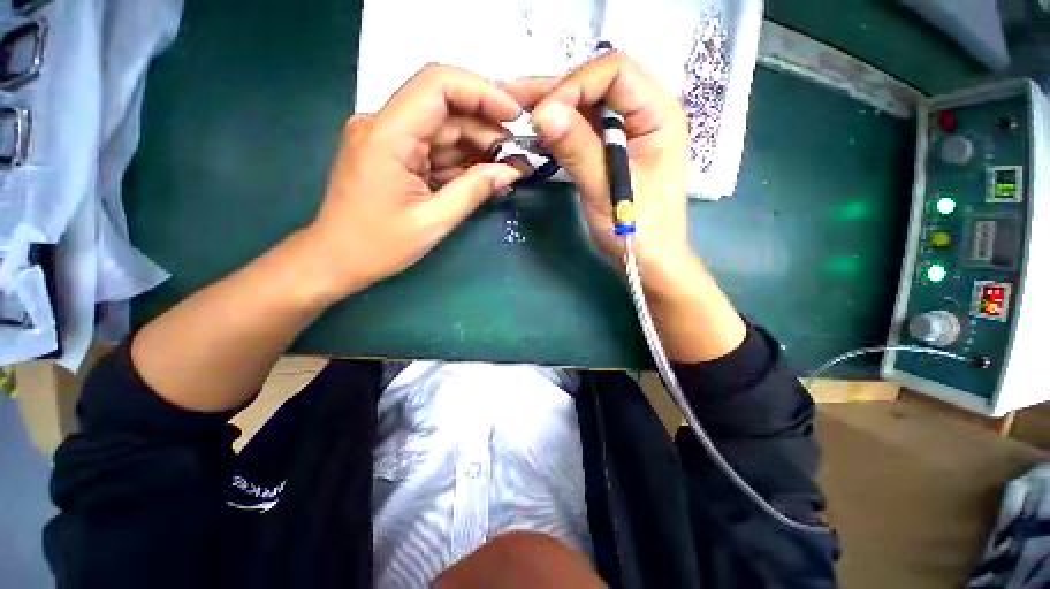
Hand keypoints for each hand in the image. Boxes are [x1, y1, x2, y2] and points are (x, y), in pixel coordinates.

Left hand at [304, 64, 525, 302]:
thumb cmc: (378, 246)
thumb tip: (511, 171)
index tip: (514, 117)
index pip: (438, 86)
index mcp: (387, 136)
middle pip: (445, 108)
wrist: (336, 260)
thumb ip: (473, 191)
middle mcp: (384, 125)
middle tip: (516, 158)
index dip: (482, 92)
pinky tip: (484, 177)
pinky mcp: (393, 153)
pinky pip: (434, 148)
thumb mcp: (433, 222)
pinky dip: (461, 161)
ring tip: (507, 170)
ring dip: (477, 147)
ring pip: (443, 129)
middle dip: (486, 129)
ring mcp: (388, 138)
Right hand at [504, 53, 745, 361]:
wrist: (649, 260)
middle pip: (596, 85)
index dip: (574, 86)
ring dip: (552, 109)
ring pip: (585, 106)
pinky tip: (536, 135)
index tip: (543, 116)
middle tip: (512, 102)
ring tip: (515, 114)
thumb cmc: (638, 230)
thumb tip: (543, 112)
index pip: (614, 72)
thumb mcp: (606, 190)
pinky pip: (583, 129)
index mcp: (658, 113)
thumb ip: (578, 149)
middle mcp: (644, 113)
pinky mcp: (612, 149)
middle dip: (555, 93)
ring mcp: (627, 132)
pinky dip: (559, 131)